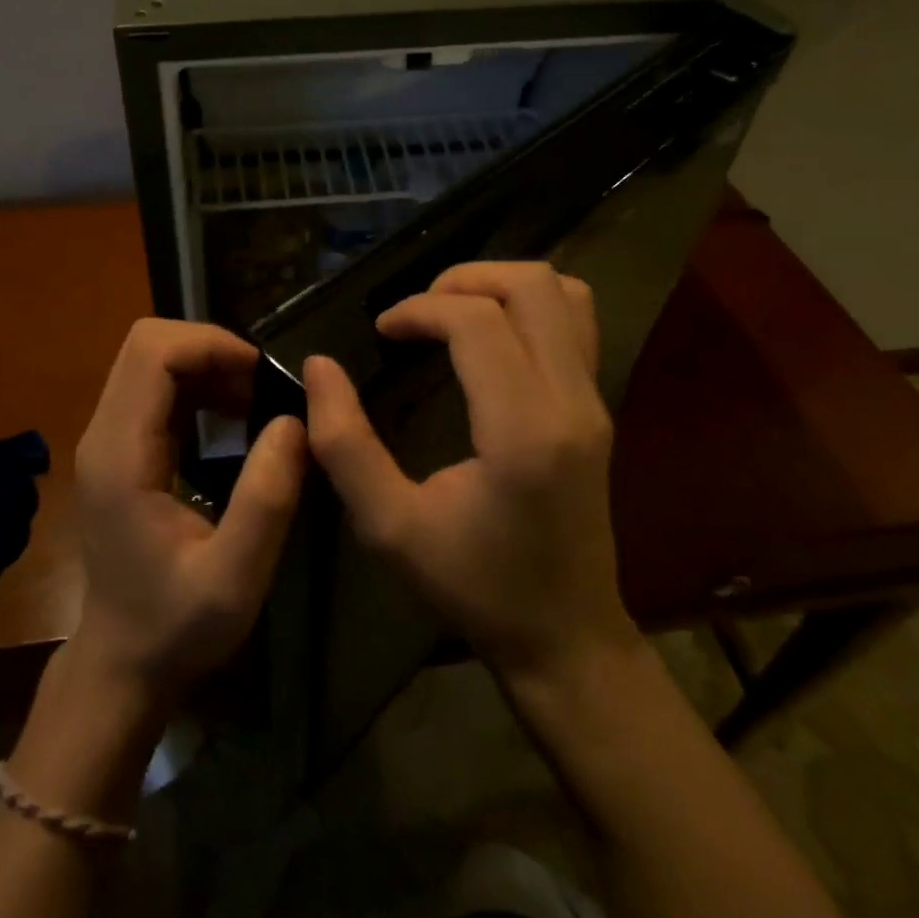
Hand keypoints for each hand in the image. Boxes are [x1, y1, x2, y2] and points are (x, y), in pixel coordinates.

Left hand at [71, 320, 307, 706]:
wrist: (120, 665)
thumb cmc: (175, 627)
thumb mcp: (235, 577)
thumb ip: (266, 498)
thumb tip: (293, 420)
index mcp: (121, 455)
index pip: (152, 352)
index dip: (211, 344)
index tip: (263, 374)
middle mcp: (104, 434)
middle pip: (147, 345)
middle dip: (211, 349)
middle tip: (263, 387)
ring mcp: (107, 441)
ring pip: (150, 362)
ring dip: (207, 366)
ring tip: (256, 402)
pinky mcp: (119, 451)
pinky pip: (155, 390)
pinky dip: (198, 387)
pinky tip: (233, 419)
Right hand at [303, 262, 638, 678]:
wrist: (566, 638)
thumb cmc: (474, 586)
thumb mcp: (389, 526)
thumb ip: (344, 444)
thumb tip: (320, 367)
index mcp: (522, 431)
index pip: (477, 322)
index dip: (419, 309)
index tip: (381, 332)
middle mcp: (571, 402)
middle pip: (532, 286)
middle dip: (463, 279)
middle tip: (416, 312)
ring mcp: (595, 401)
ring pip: (565, 293)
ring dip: (500, 285)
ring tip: (450, 312)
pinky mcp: (598, 407)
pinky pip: (576, 323)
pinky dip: (529, 306)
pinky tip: (487, 337)